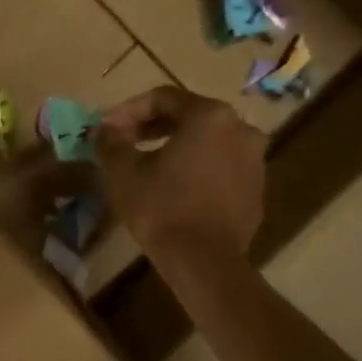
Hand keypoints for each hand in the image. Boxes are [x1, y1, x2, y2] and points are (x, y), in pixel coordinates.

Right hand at [96, 86, 267, 265]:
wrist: (204, 262)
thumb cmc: (161, 208)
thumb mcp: (123, 171)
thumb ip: (111, 141)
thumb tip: (105, 129)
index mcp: (210, 116)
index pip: (163, 98)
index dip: (129, 110)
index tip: (107, 128)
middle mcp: (240, 128)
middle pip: (189, 116)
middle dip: (152, 126)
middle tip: (124, 141)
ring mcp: (254, 160)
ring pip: (206, 141)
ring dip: (175, 146)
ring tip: (146, 163)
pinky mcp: (256, 188)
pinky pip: (220, 165)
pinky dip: (195, 167)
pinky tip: (172, 186)